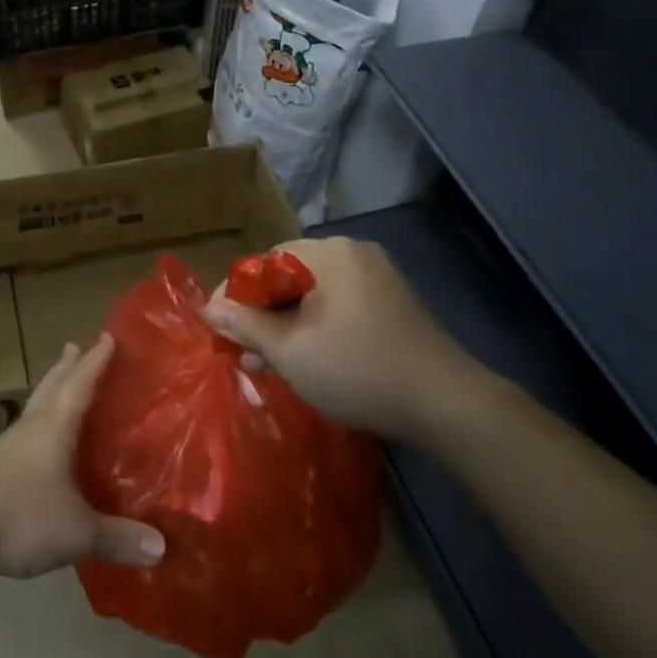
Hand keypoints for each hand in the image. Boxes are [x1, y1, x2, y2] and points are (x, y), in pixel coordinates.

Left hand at [0, 336, 165, 581]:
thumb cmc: (19, 516)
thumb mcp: (76, 531)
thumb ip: (118, 537)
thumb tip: (162, 547)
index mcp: (53, 427)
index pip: (80, 383)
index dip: (96, 361)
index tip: (109, 337)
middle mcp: (30, 428)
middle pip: (51, 387)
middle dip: (67, 366)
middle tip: (76, 346)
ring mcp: (6, 447)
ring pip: (34, 408)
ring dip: (50, 392)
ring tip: (60, 386)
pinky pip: (23, 435)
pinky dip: (38, 426)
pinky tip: (39, 444)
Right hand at [204, 237, 481, 442]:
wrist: (447, 403)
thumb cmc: (358, 369)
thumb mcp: (290, 350)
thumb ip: (245, 324)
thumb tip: (209, 308)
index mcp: (328, 253)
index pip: (264, 263)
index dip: (236, 295)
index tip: (218, 328)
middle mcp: (353, 254)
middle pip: (288, 277)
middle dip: (261, 315)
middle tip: (243, 351)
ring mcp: (377, 278)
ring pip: (313, 295)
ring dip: (286, 326)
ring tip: (267, 364)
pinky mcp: (392, 304)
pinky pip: (339, 306)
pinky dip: (316, 328)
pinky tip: (305, 360)